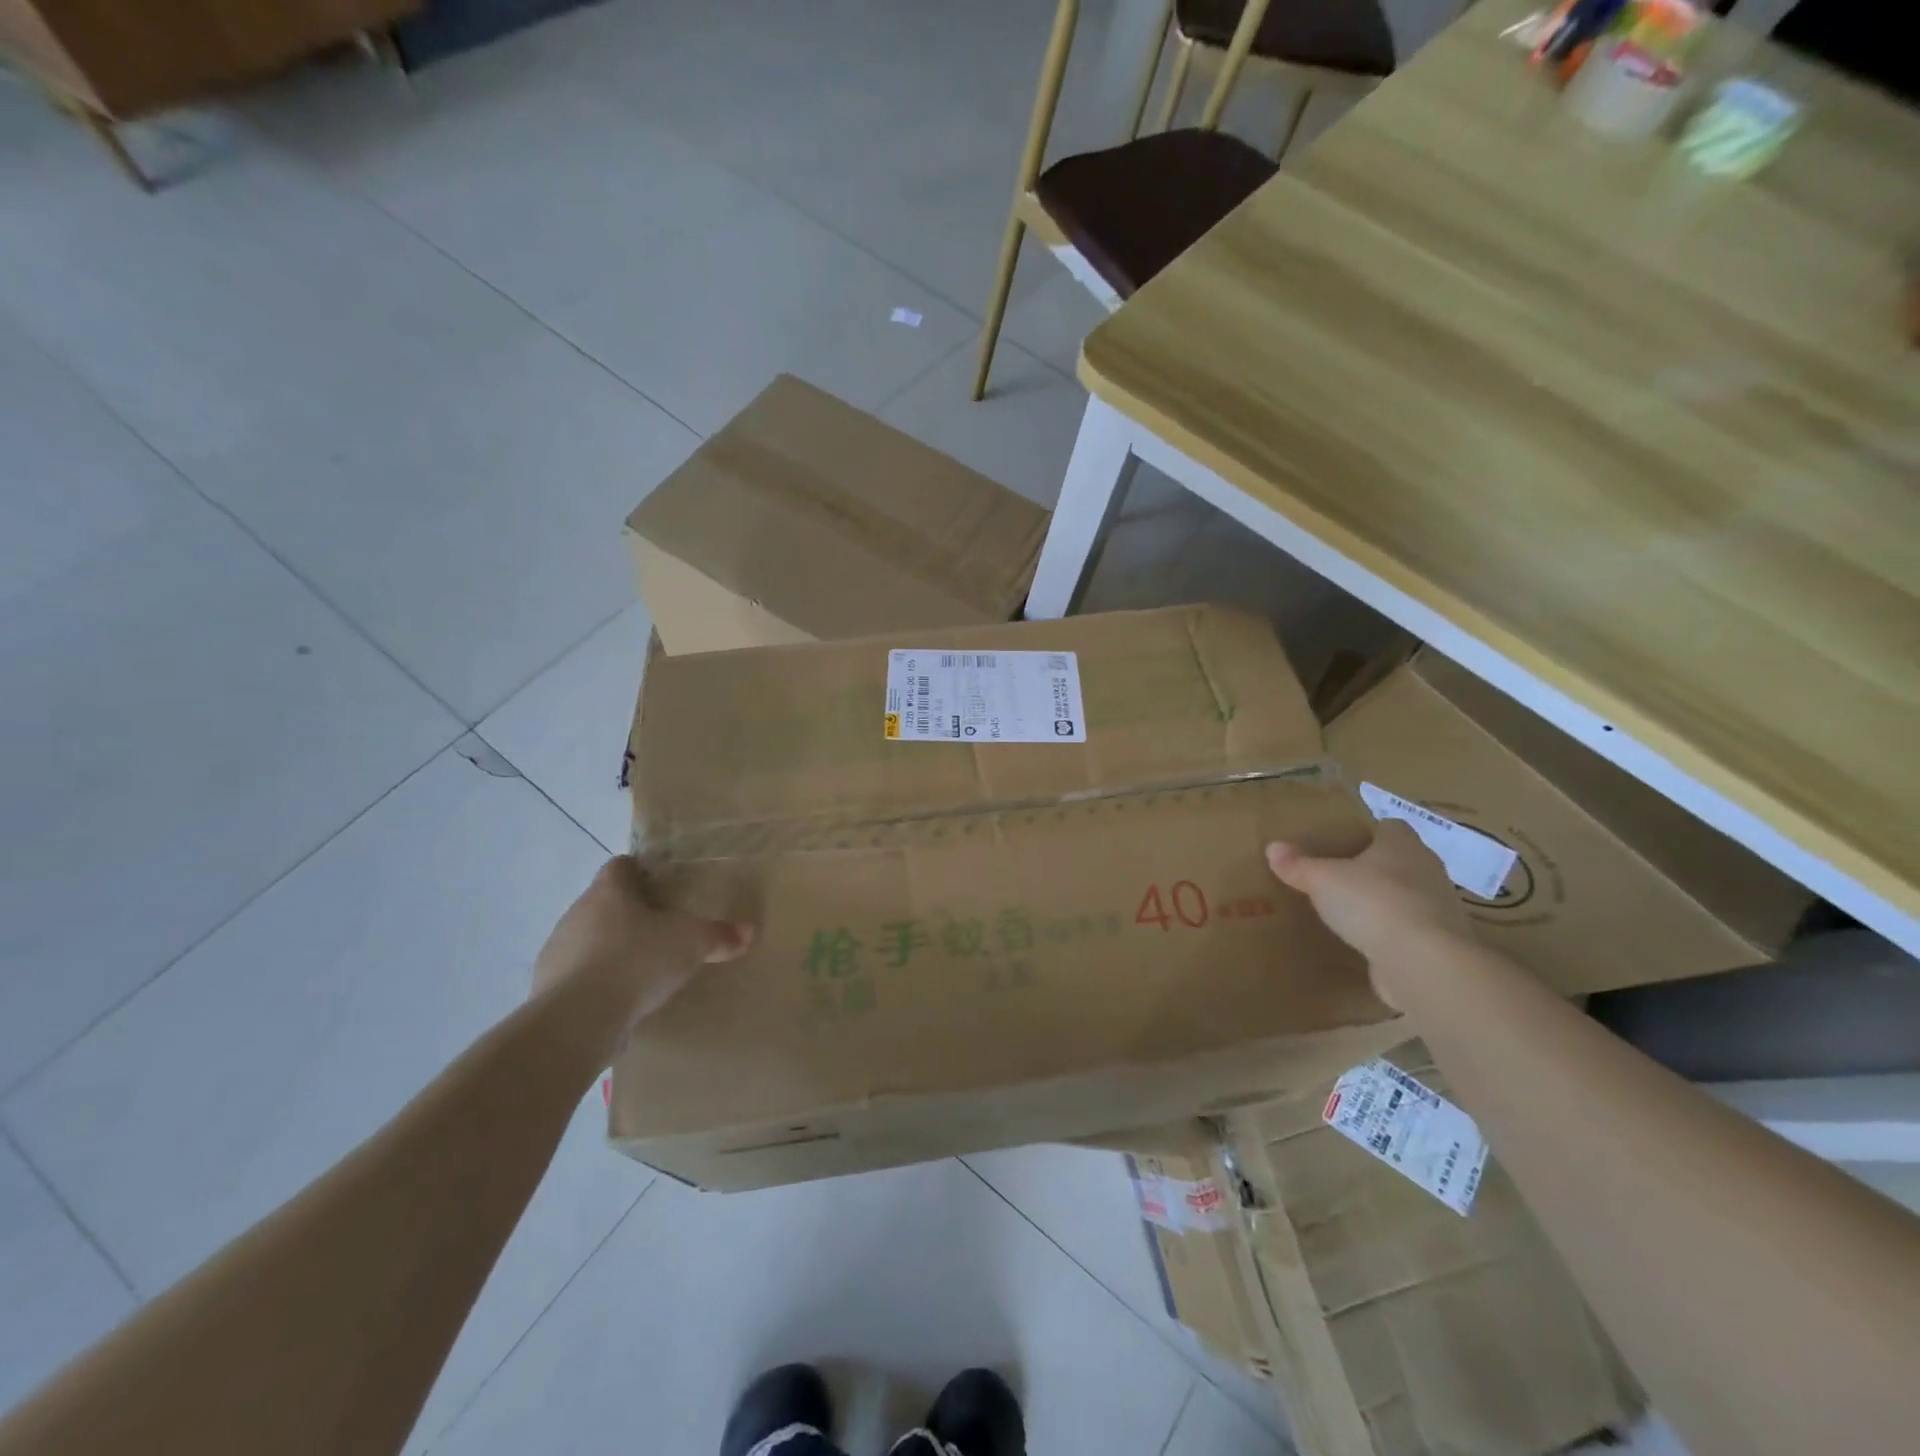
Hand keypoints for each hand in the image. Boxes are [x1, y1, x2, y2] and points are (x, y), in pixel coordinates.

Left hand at [532, 856, 753, 1032]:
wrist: (577, 1020)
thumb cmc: (636, 961)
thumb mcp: (691, 944)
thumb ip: (719, 935)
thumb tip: (747, 931)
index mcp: (608, 891)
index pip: (620, 866)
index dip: (641, 870)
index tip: (662, 884)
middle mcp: (577, 913)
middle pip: (604, 903)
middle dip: (630, 913)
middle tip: (662, 927)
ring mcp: (557, 951)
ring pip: (589, 939)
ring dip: (611, 948)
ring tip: (644, 967)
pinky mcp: (549, 989)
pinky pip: (579, 975)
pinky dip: (599, 981)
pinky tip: (622, 998)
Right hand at [1266, 819, 1471, 1008]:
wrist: (1422, 963)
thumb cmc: (1372, 902)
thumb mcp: (1322, 879)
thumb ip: (1298, 864)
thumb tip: (1273, 847)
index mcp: (1403, 844)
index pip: (1390, 826)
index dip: (1367, 832)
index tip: (1341, 843)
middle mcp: (1427, 870)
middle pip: (1398, 861)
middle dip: (1372, 868)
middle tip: (1336, 876)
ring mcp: (1437, 909)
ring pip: (1405, 896)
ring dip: (1382, 903)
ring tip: (1346, 911)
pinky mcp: (1437, 944)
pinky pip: (1408, 931)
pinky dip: (1389, 934)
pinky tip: (1363, 942)